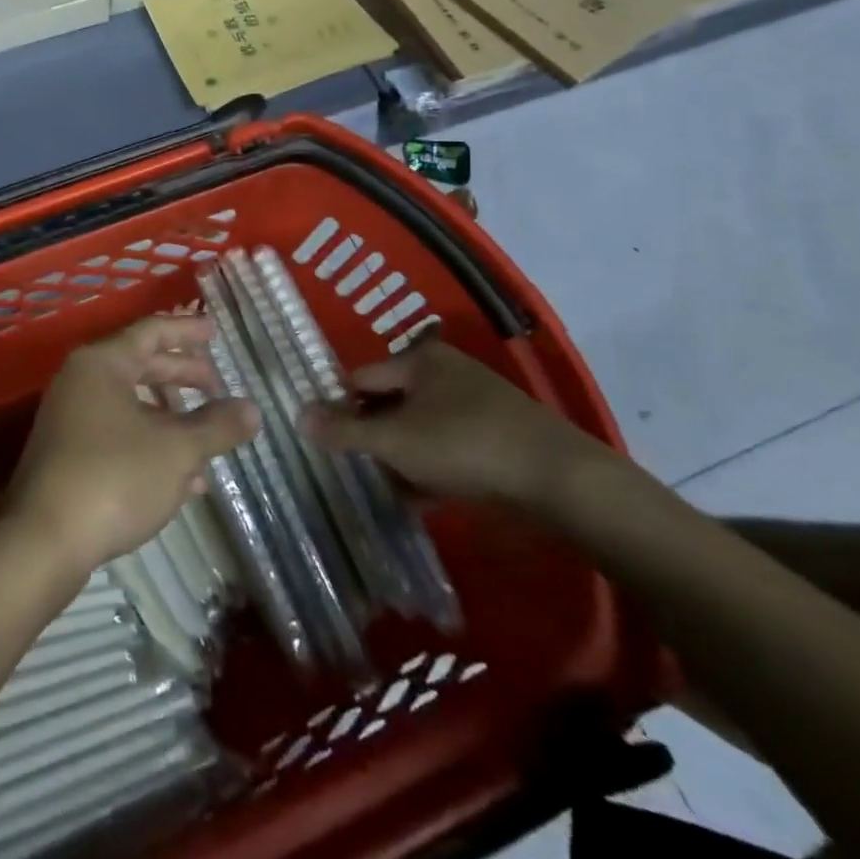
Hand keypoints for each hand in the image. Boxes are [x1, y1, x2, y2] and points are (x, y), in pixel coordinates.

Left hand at [4, 316, 259, 574]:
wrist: (43, 540)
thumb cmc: (114, 477)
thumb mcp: (177, 450)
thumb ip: (216, 425)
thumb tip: (252, 409)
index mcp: (102, 363)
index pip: (150, 331)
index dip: (186, 331)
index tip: (215, 331)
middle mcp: (80, 381)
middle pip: (139, 365)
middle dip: (181, 375)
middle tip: (216, 384)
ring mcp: (70, 418)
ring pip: (130, 404)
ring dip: (170, 418)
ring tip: (207, 439)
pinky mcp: (67, 454)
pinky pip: (117, 435)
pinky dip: (150, 445)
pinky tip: (183, 479)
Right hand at [300, 339, 611, 510]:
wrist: (561, 480)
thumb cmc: (465, 445)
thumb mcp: (395, 440)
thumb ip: (344, 431)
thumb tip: (298, 416)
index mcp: (420, 360)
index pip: (362, 377)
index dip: (340, 406)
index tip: (327, 440)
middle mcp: (447, 373)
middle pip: (391, 403)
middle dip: (373, 436)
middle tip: (356, 467)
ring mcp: (477, 404)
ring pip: (421, 428)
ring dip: (402, 457)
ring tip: (388, 488)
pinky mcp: (500, 436)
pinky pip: (450, 447)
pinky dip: (433, 468)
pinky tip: (423, 498)